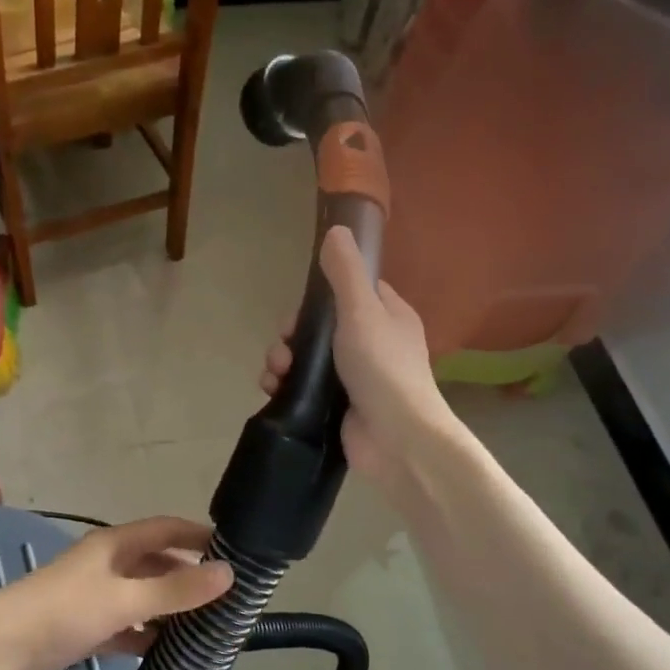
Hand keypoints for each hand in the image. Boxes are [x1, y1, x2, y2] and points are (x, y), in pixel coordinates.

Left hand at [0, 517, 232, 669]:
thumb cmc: (63, 612)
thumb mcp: (124, 599)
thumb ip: (176, 590)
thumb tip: (229, 573)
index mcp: (115, 545)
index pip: (166, 528)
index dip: (199, 535)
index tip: (236, 550)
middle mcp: (108, 565)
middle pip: (157, 564)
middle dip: (189, 577)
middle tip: (229, 597)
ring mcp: (96, 597)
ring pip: (144, 598)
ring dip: (171, 610)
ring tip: (210, 627)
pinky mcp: (87, 628)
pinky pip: (128, 627)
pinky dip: (147, 636)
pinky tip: (170, 653)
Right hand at [261, 226, 450, 482]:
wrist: (395, 438)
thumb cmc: (382, 368)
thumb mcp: (362, 311)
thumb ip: (345, 272)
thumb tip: (337, 230)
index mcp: (387, 317)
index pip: (350, 293)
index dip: (320, 298)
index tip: (300, 308)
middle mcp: (371, 345)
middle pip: (319, 328)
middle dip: (292, 335)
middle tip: (283, 347)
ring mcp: (353, 379)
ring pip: (306, 359)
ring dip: (282, 361)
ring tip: (274, 374)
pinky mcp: (336, 407)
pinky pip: (303, 388)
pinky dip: (285, 386)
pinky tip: (274, 391)